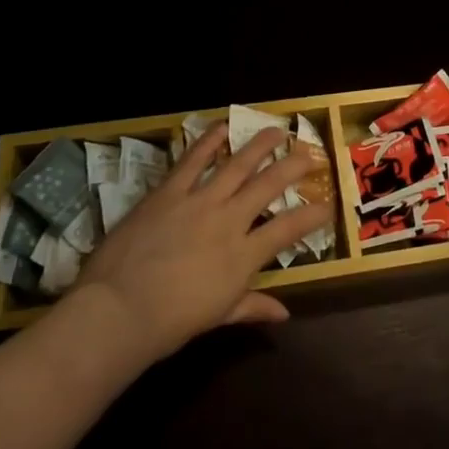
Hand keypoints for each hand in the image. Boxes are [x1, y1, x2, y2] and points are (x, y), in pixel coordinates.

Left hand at [67, 123, 331, 365]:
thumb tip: (284, 314)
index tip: (329, 204)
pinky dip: (208, 141)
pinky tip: (222, 126)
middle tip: (310, 151)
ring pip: (237, 164)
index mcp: (244, 255)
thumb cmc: (171, 322)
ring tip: (277, 130)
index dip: (313, 215)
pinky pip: (192, 161)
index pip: (290, 229)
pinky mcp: (169, 192)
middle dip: (294, 166)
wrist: (119, 310)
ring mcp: (199, 201)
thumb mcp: (218, 316)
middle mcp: (229, 220)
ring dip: (259, 145)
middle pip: (269, 185)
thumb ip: (252, 307)